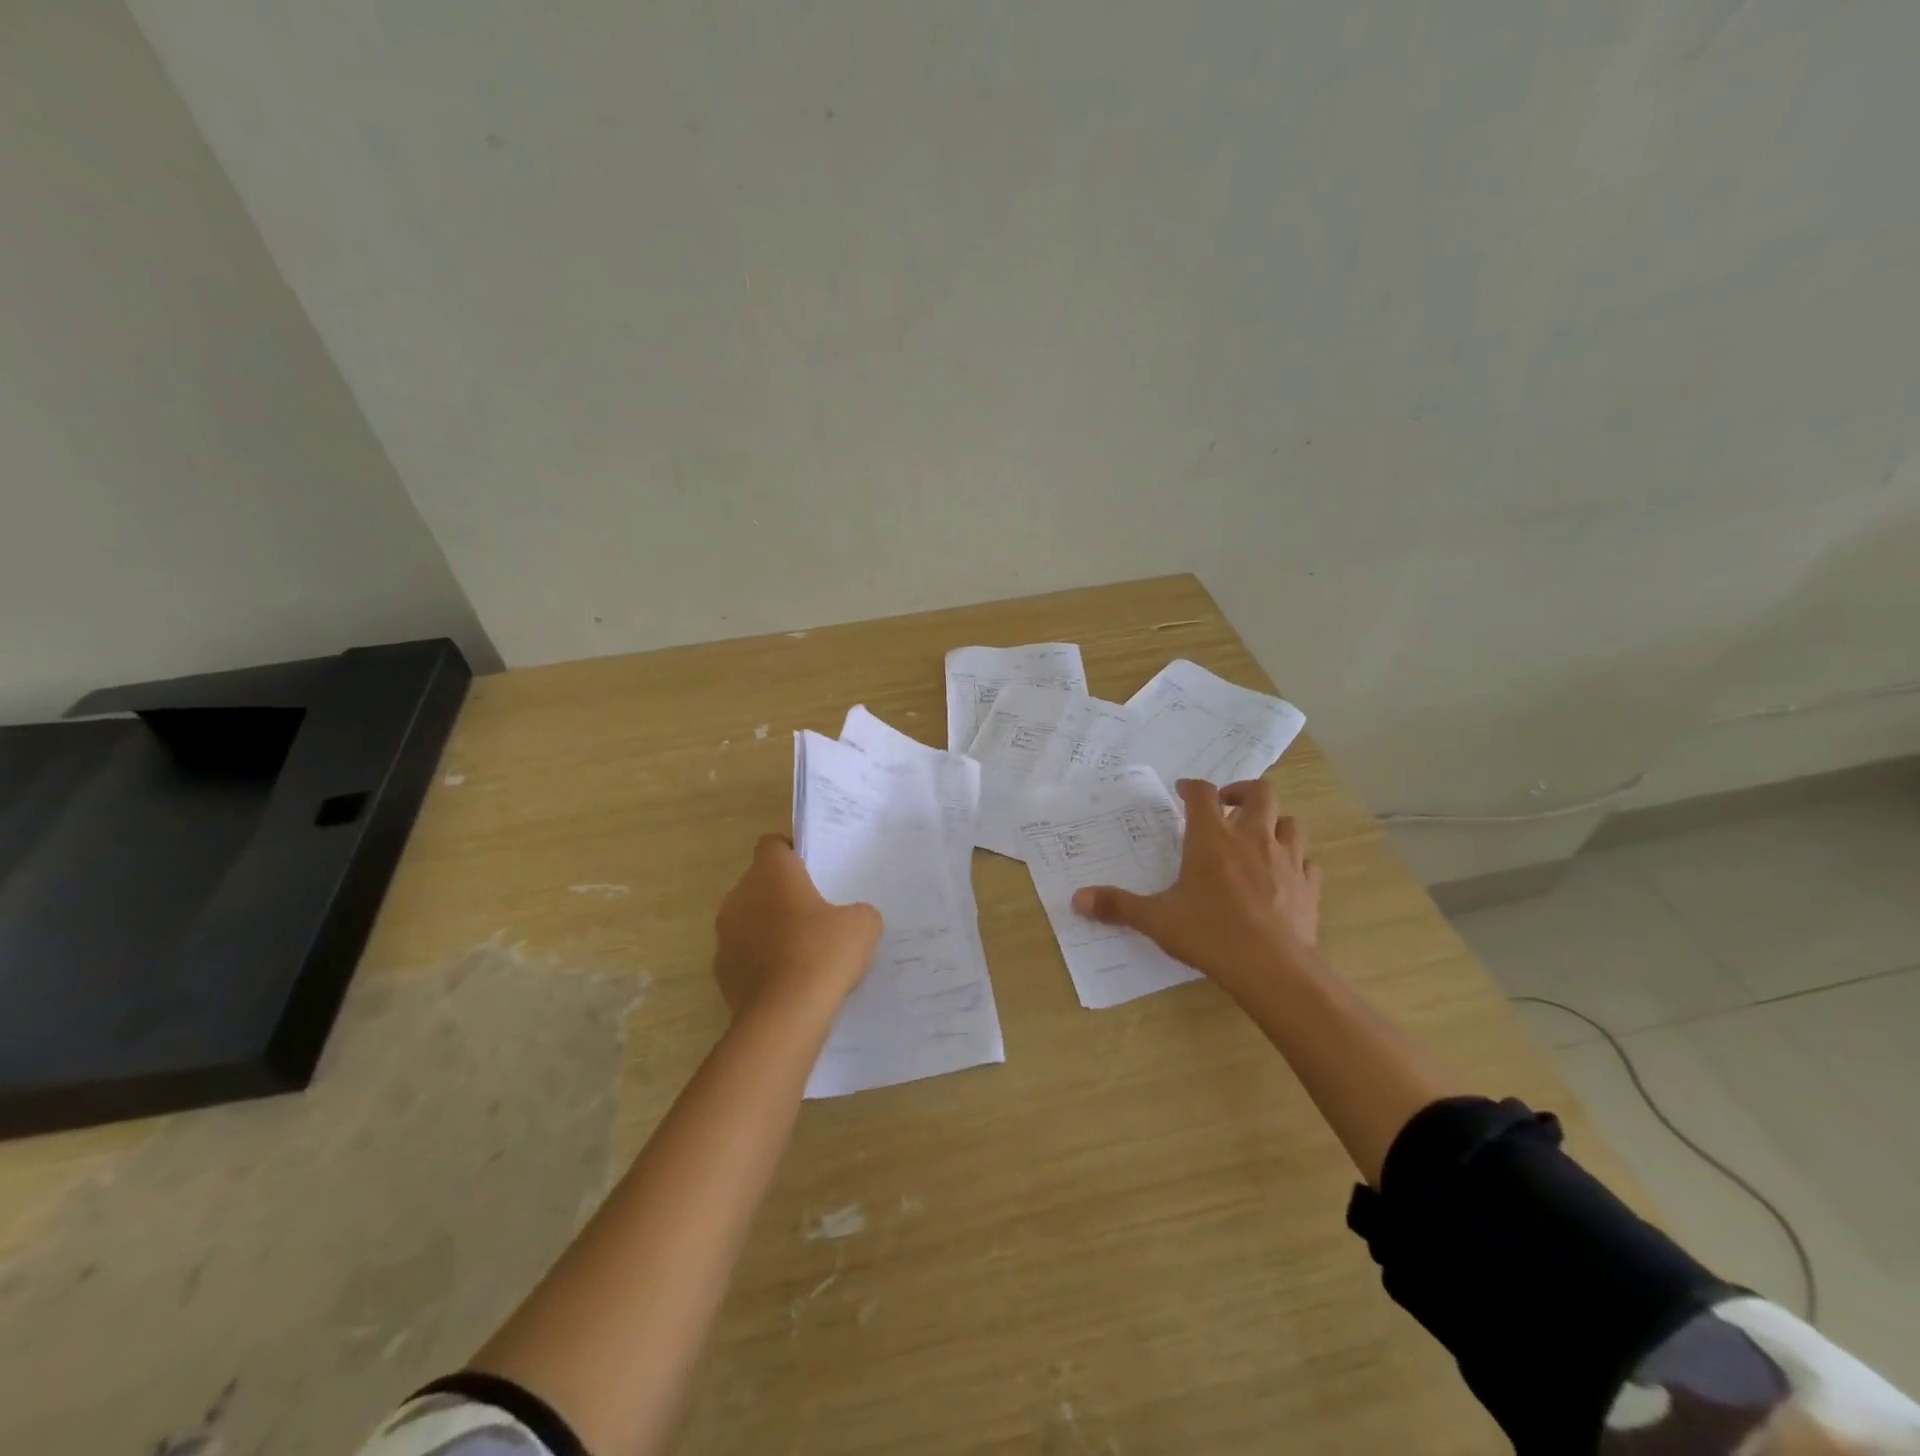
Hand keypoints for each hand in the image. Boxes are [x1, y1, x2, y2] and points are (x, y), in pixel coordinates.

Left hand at [713, 835, 881, 1018]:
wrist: (785, 1016)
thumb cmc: (824, 953)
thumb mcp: (863, 925)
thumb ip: (857, 911)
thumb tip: (850, 918)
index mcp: (771, 872)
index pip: (773, 844)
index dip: (792, 853)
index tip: (814, 872)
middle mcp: (740, 895)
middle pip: (760, 883)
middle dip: (783, 895)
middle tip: (816, 914)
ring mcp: (725, 935)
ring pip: (749, 920)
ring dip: (769, 929)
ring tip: (803, 952)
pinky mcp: (721, 971)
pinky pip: (744, 956)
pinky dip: (761, 962)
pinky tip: (788, 981)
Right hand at [1071, 778, 1321, 1000]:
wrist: (1272, 968)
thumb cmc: (1209, 933)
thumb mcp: (1156, 919)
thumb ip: (1118, 905)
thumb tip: (1077, 899)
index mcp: (1212, 837)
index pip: (1202, 793)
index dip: (1191, 787)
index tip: (1182, 791)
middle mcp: (1252, 837)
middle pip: (1260, 792)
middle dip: (1242, 792)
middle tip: (1227, 805)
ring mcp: (1287, 859)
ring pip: (1290, 822)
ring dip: (1274, 822)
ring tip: (1258, 836)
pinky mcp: (1309, 885)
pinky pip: (1307, 861)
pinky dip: (1296, 860)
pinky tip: (1284, 875)